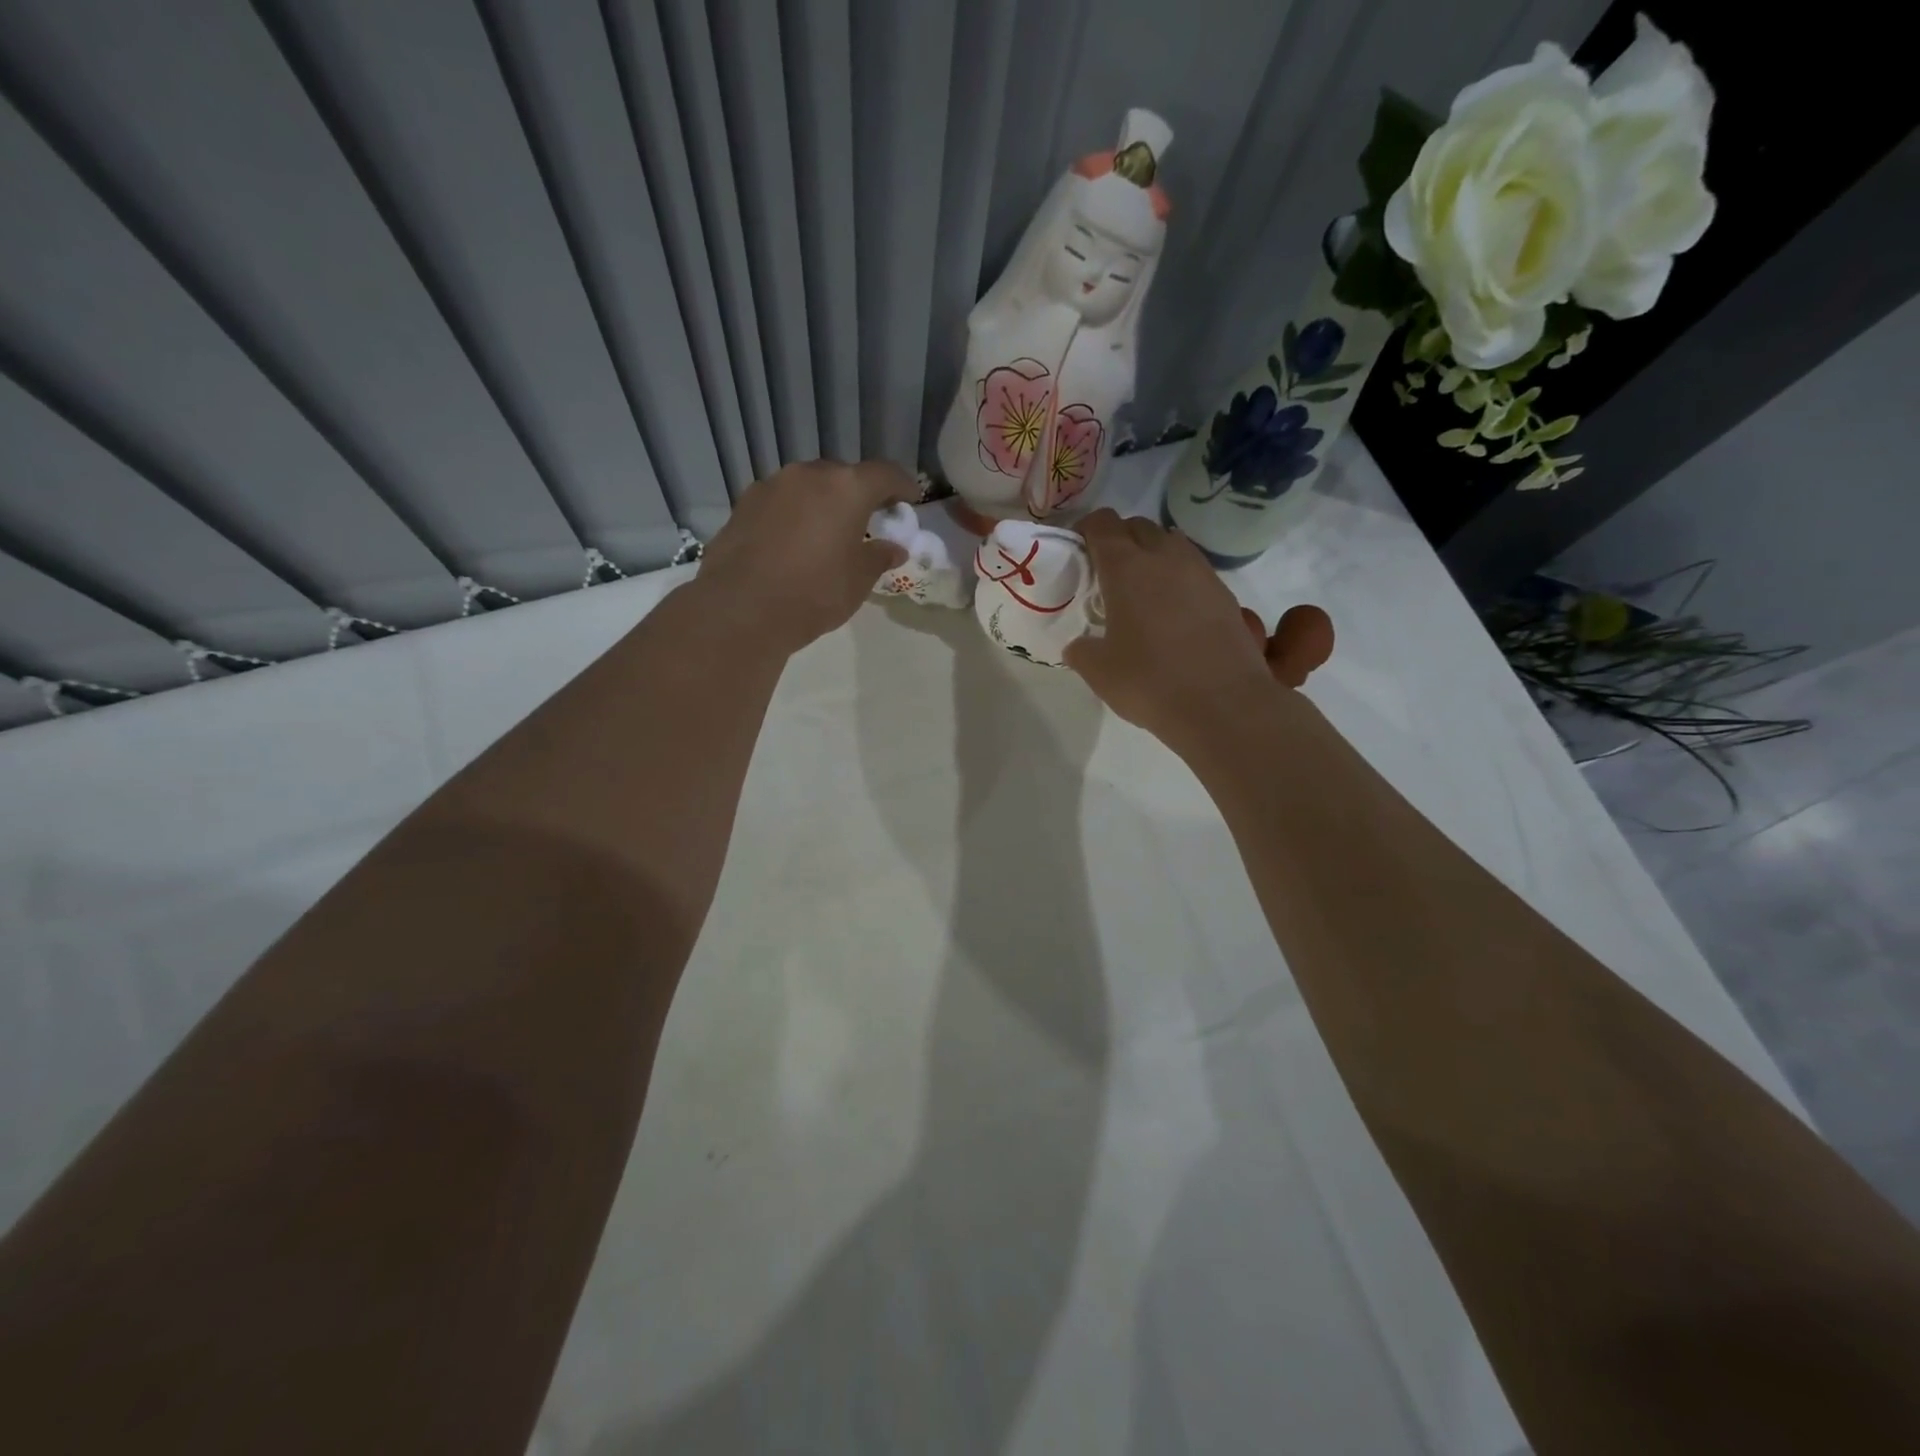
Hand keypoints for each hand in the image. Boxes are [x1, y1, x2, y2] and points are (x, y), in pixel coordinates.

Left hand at [693, 460, 911, 653]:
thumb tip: (893, 548)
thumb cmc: (815, 592)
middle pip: (843, 476)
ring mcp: (771, 486)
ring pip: (808, 487)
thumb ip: (879, 557)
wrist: (742, 608)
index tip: (911, 500)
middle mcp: (808, 475)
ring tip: (827, 533)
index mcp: (846, 488)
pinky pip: (780, 503)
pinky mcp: (744, 504)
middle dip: (858, 494)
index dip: (902, 485)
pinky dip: (794, 515)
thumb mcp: (858, 580)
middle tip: (868, 520)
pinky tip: (793, 543)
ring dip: (822, 504)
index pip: (884, 474)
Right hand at [1064, 510, 1333, 752]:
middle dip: (1119, 539)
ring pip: (1171, 544)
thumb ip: (1082, 650)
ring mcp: (1201, 573)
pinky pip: (1194, 570)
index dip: (1086, 530)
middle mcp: (1165, 558)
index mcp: (1126, 568)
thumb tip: (1080, 645)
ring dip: (1152, 555)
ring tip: (1141, 590)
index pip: (1102, 524)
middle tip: (1106, 572)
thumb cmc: (1150, 682)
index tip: (1078, 550)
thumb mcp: (1099, 671)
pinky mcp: (1225, 594)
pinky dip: (1177, 579)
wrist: (1223, 705)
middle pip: (1139, 526)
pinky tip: (1171, 612)